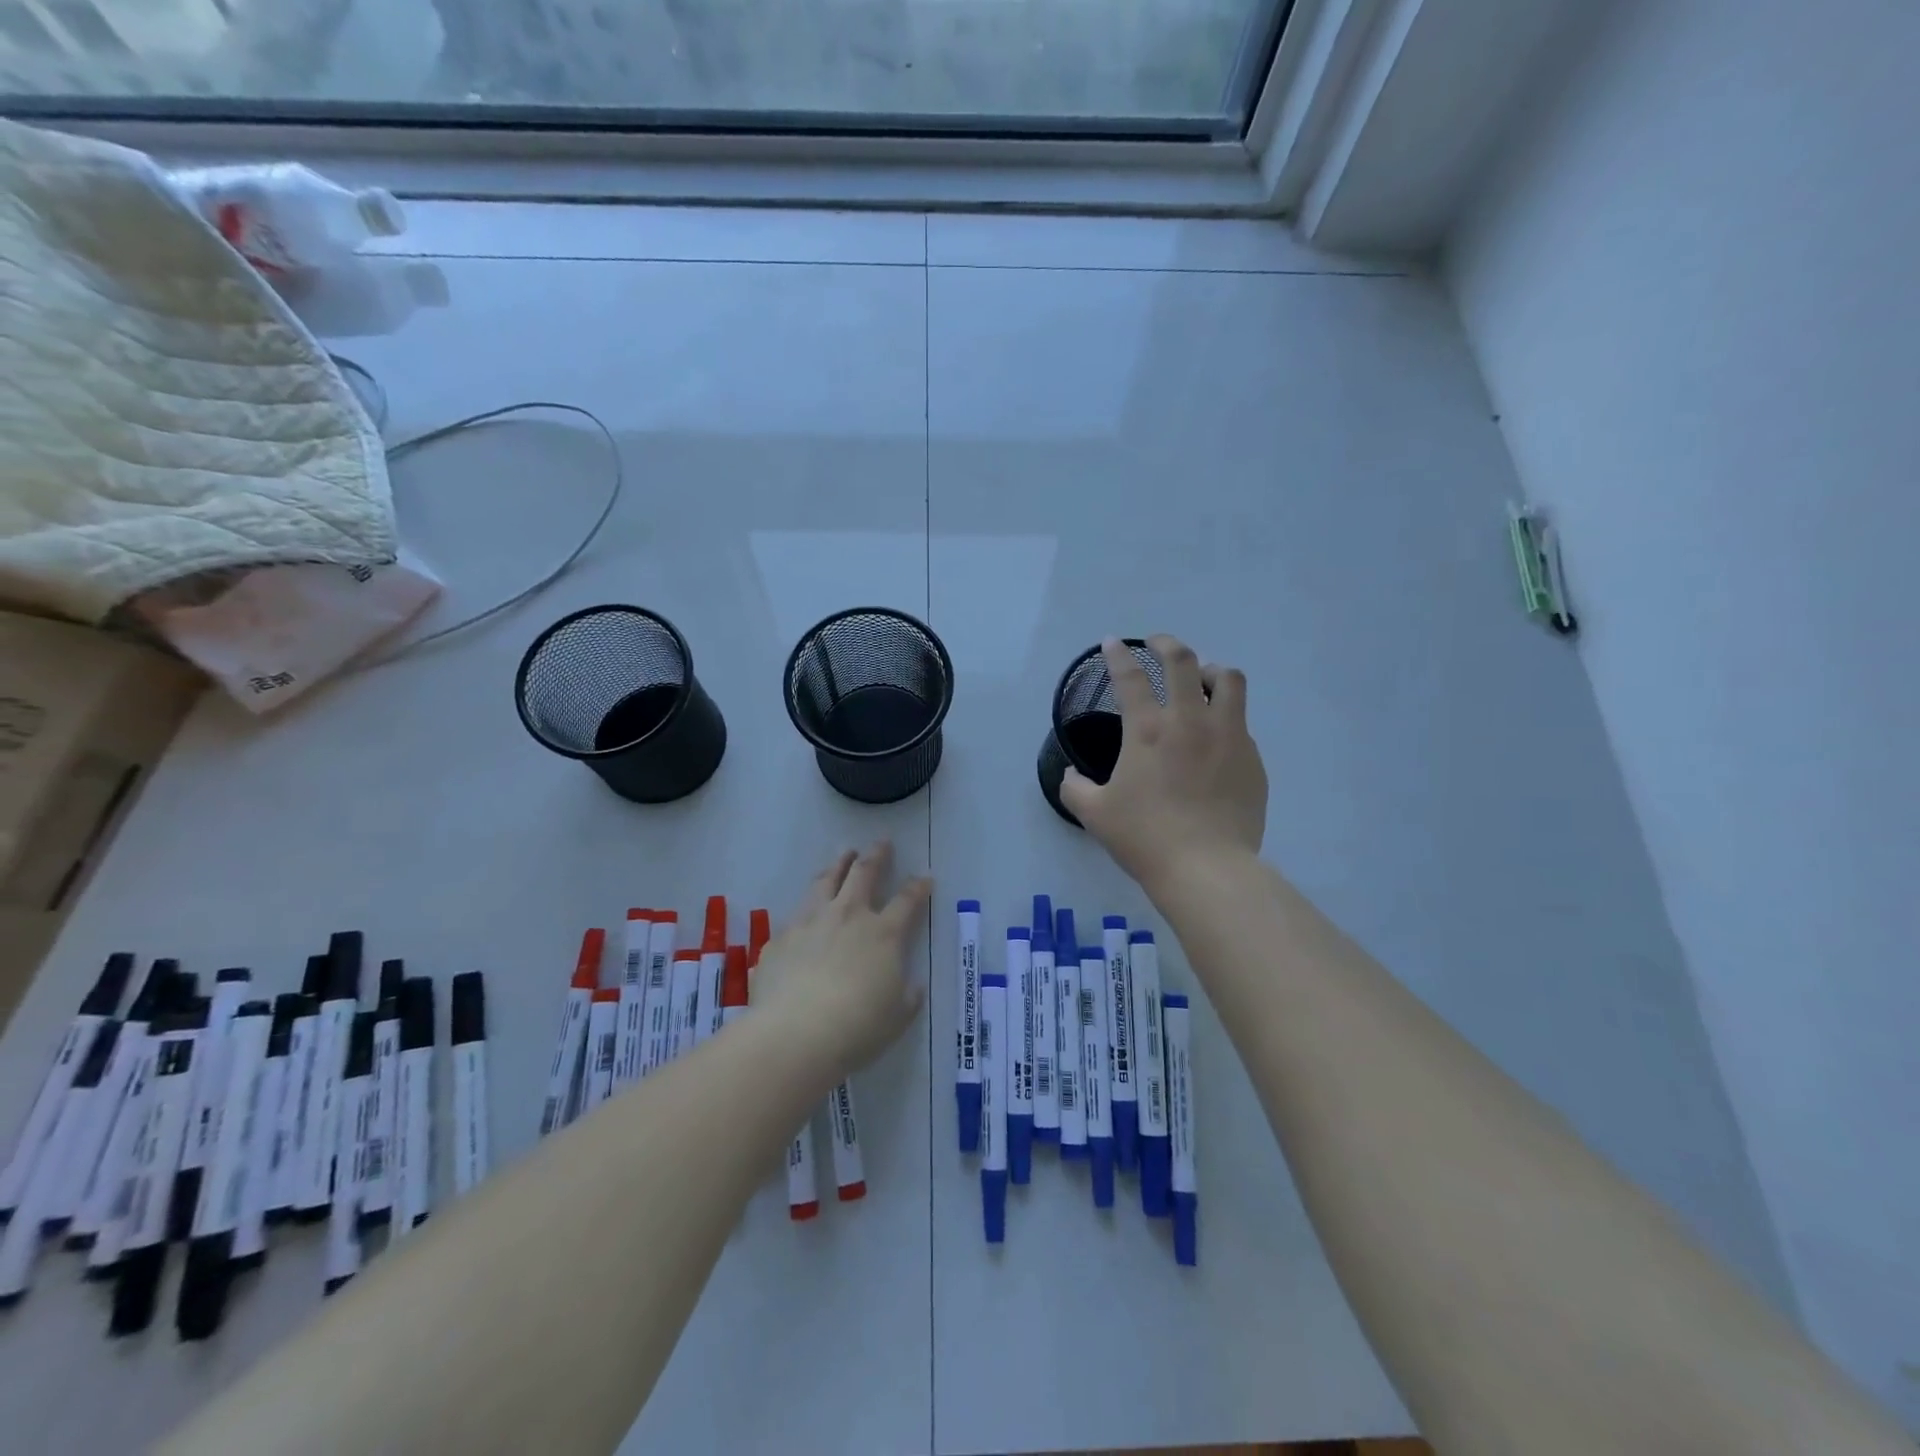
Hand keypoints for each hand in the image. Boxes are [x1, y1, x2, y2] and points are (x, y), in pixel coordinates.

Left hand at [751, 842, 930, 1081]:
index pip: (907, 900)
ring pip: (825, 881)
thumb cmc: (858, 1027)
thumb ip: (907, 995)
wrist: (796, 1033)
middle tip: (881, 843)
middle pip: (864, 874)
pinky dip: (806, 906)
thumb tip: (911, 985)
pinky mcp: (781, 937)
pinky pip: (796, 913)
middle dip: (876, 855)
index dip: (917, 887)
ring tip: (843, 855)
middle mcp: (848, 916)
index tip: (924, 877)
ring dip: (838, 865)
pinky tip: (804, 911)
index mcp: (883, 933)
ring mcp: (811, 922)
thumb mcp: (898, 1016)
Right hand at [1061, 635, 1267, 892]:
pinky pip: (1241, 723)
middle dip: (1166, 644)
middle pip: (1182, 661)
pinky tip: (1216, 739)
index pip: (1129, 678)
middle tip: (1157, 644)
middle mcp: (1190, 721)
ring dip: (1210, 670)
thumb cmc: (1144, 837)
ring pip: (1228, 679)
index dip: (1117, 655)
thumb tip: (1070, 776)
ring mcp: (1228, 736)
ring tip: (1201, 679)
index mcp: (1147, 731)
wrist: (1206, 868)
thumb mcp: (1094, 814)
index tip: (1112, 643)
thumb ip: (1075, 788)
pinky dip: (1226, 718)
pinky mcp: (1252, 758)